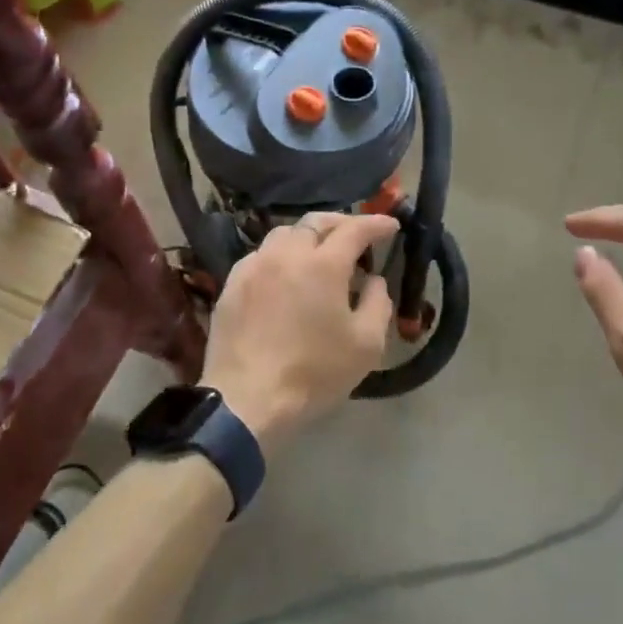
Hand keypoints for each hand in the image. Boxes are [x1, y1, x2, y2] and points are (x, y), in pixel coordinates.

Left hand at [202, 211, 399, 456]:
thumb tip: (373, 280)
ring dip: (308, 237)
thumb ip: (378, 303)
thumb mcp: (366, 345)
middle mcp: (286, 255)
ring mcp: (254, 267)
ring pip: (283, 234)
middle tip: (356, 235)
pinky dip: (280, 256)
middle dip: (341, 223)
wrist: (247, 401)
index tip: (391, 225)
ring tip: (319, 254)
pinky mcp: (231, 285)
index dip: (375, 224)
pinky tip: (284, 276)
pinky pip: (260, 256)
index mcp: (323, 265)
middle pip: (315, 223)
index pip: (354, 230)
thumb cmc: (314, 373)